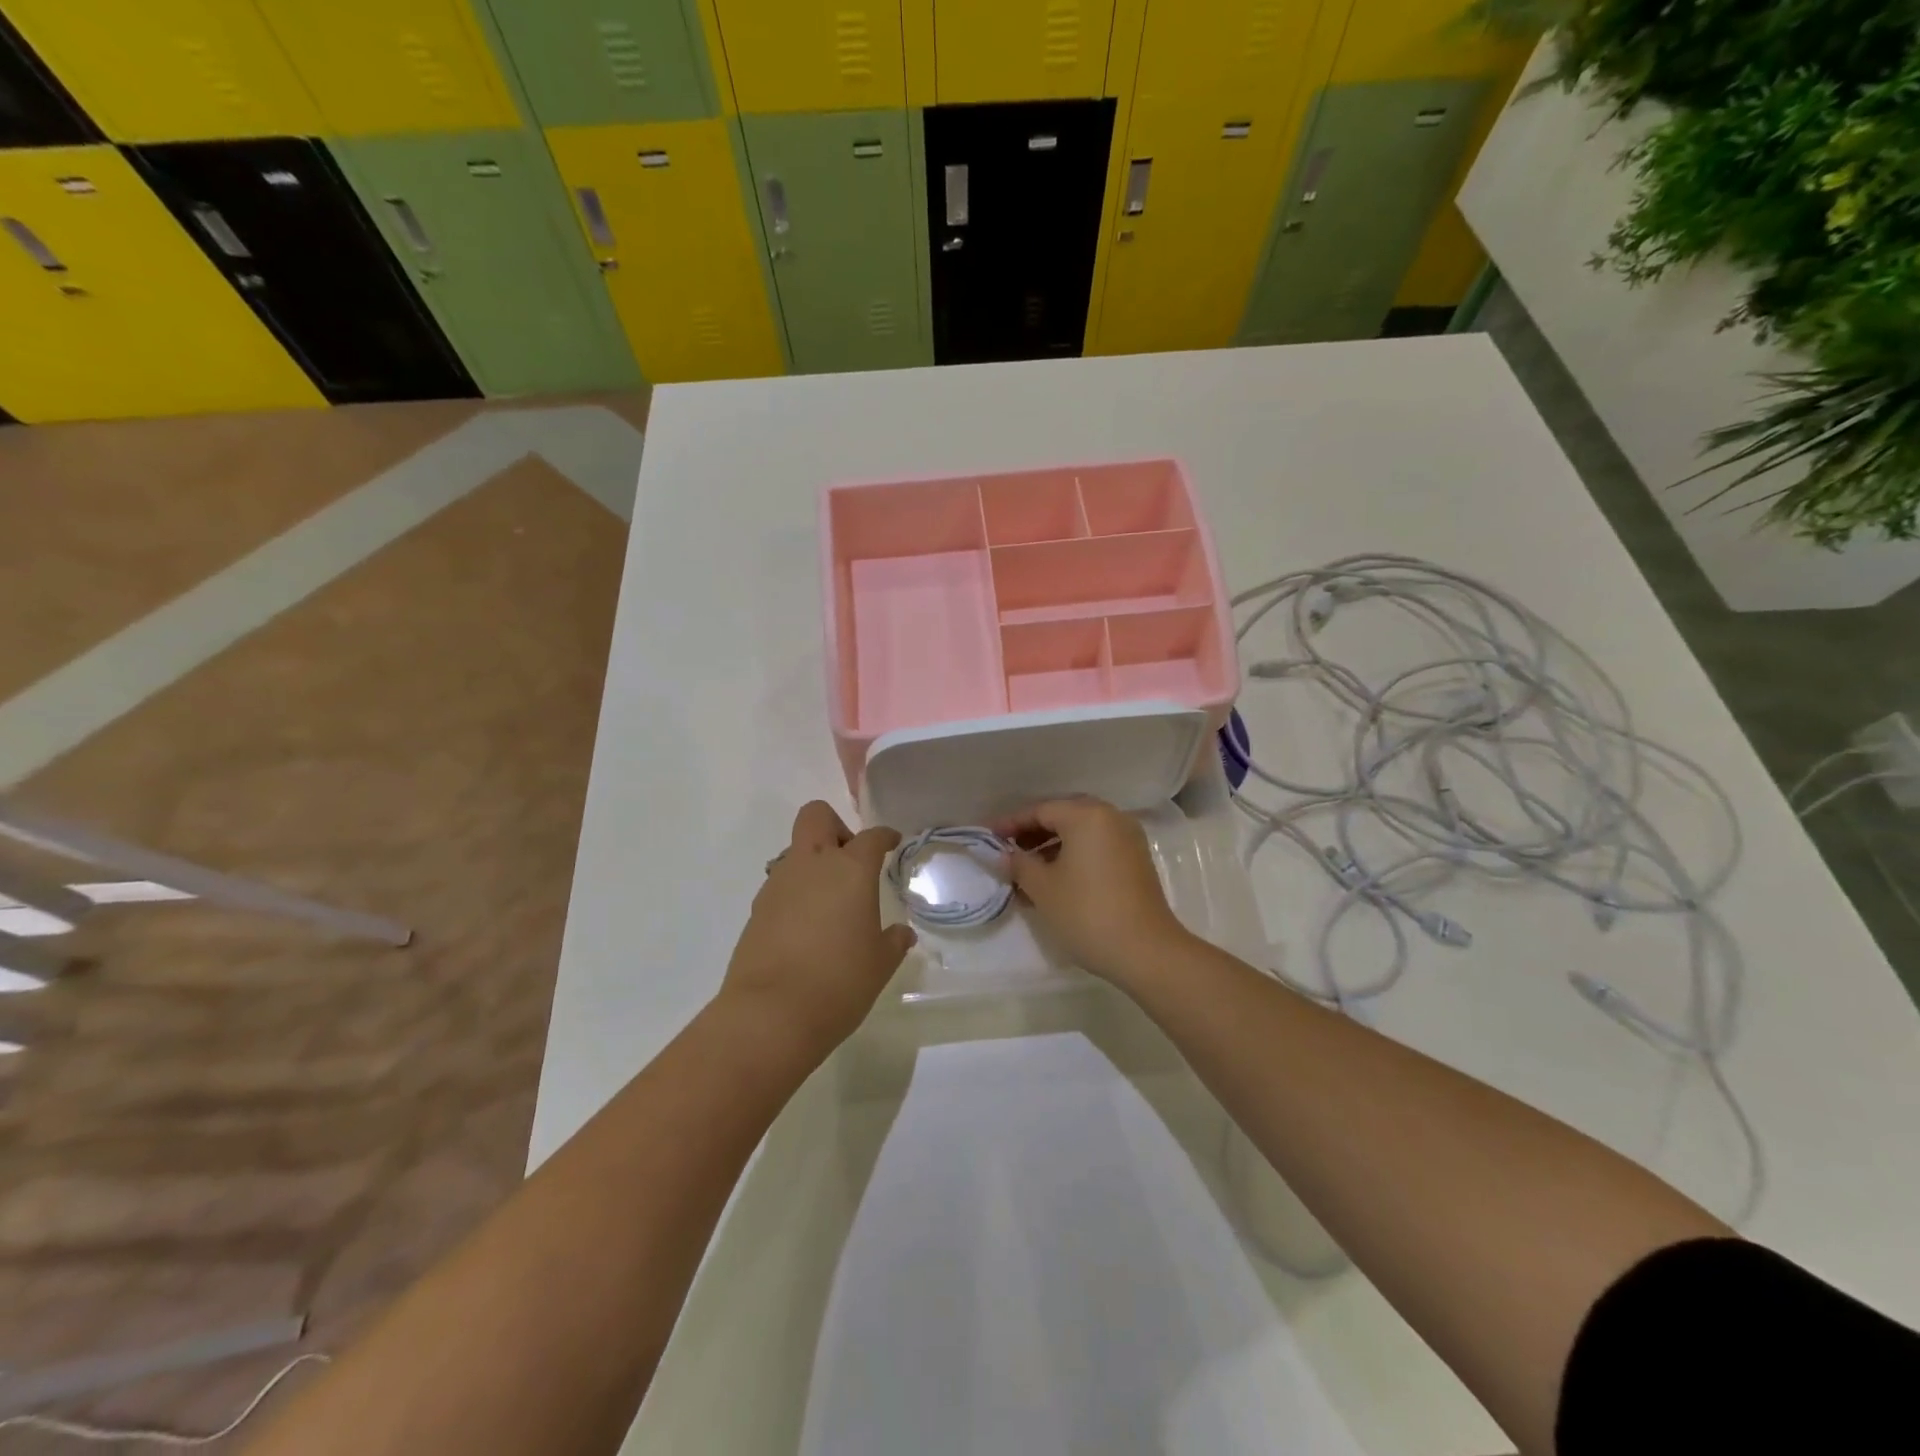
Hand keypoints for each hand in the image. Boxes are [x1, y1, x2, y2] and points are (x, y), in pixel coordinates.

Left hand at [721, 802, 915, 1058]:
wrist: (770, 1015)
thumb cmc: (839, 983)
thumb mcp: (879, 964)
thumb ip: (892, 942)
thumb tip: (901, 934)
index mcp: (850, 870)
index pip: (871, 837)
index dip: (884, 836)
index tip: (891, 842)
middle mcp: (811, 865)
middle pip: (817, 817)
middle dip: (836, 827)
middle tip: (850, 861)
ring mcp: (778, 885)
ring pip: (795, 851)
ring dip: (813, 864)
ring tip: (829, 904)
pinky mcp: (756, 910)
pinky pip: (780, 885)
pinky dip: (795, 894)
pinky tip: (805, 928)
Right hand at [994, 797, 1191, 987]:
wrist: (1146, 951)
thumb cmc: (1087, 912)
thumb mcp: (1042, 888)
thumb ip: (1019, 864)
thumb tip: (1006, 854)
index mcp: (1087, 815)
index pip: (1040, 810)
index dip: (1011, 823)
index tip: (988, 837)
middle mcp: (1111, 817)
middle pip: (1063, 816)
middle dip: (1033, 833)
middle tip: (1007, 850)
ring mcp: (1128, 838)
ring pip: (1081, 833)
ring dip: (1052, 847)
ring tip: (1026, 871)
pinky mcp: (1136, 861)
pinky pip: (1097, 847)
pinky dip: (1074, 856)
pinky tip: (1054, 880)